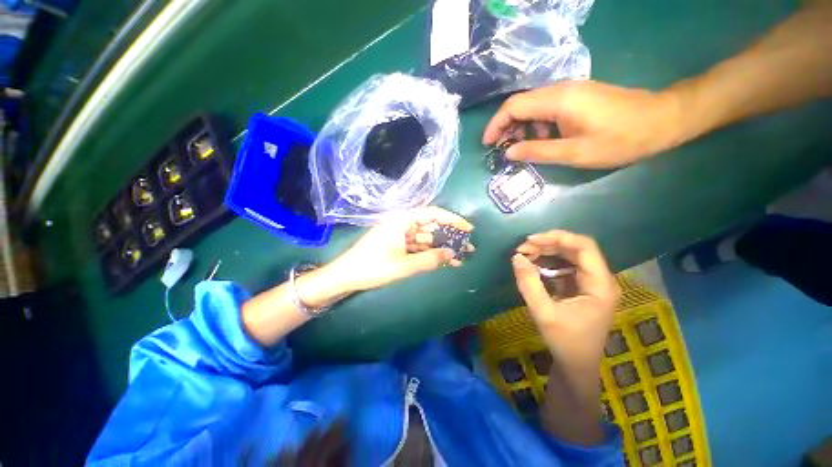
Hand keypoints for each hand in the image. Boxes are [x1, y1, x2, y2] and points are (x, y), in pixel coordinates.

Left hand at [328, 207, 473, 291]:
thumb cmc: (373, 267)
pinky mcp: (397, 246)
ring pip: (425, 238)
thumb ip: (429, 259)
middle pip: (431, 226)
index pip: (432, 213)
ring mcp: (400, 235)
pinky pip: (418, 247)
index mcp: (402, 221)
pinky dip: (429, 254)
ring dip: (441, 247)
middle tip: (468, 246)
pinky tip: (443, 261)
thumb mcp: (404, 265)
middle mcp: (402, 224)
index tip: (468, 228)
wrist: (345, 276)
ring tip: (460, 257)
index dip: (452, 219)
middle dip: (449, 236)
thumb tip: (452, 254)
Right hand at [482, 80, 684, 167]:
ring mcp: (569, 90)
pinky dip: (537, 124)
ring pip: (532, 106)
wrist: (662, 120)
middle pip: (520, 104)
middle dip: (506, 127)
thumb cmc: (620, 140)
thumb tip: (508, 153)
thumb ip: (538, 151)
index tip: (487, 144)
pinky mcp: (577, 96)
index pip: (513, 106)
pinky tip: (544, 139)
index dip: (495, 125)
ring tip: (524, 149)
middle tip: (503, 149)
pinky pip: (546, 108)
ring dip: (522, 127)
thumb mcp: (575, 153)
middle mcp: (560, 89)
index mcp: (558, 101)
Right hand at [512, 230, 619, 368]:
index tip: (531, 240)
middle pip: (576, 249)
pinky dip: (549, 261)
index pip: (585, 247)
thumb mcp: (543, 313)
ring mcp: (592, 283)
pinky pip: (566, 266)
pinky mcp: (582, 287)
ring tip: (525, 254)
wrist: (577, 365)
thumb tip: (517, 257)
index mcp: (600, 285)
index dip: (558, 237)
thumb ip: (529, 284)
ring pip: (570, 255)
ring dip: (547, 251)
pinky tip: (534, 264)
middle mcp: (600, 279)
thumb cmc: (565, 342)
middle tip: (522, 248)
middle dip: (548, 244)